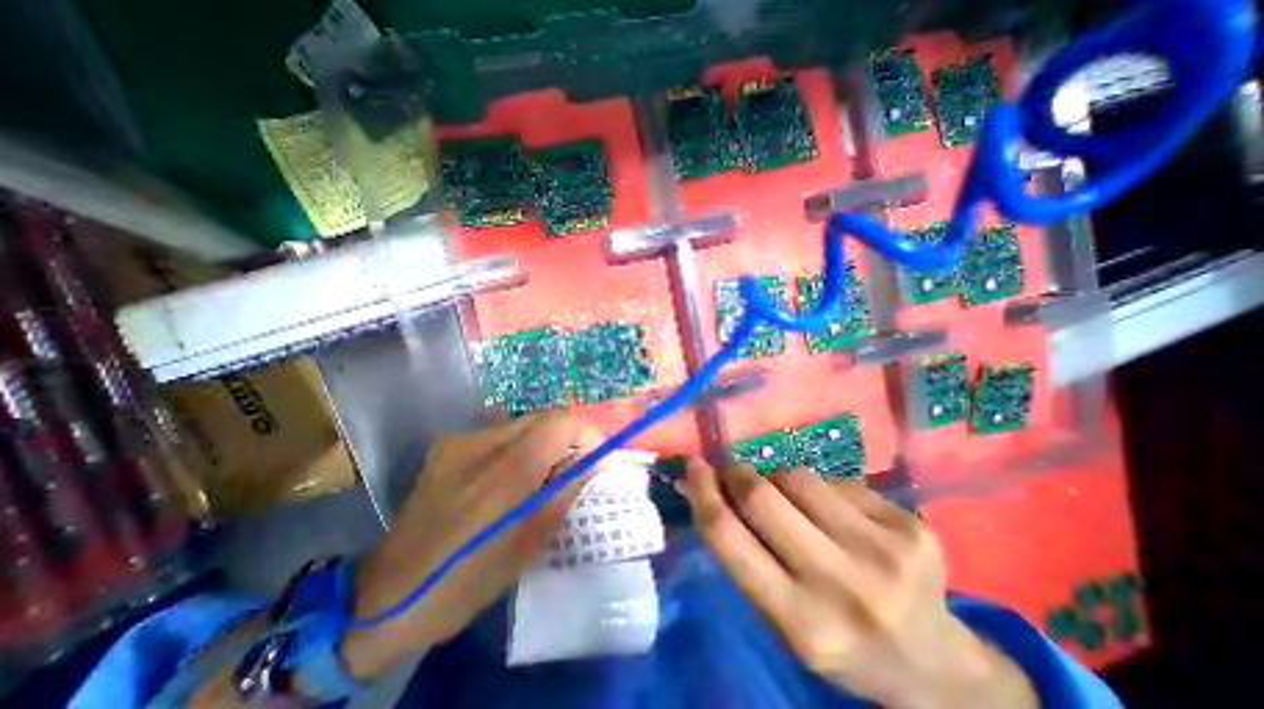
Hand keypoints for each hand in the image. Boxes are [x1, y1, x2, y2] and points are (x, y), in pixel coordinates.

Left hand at [335, 412, 593, 678]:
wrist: (388, 595)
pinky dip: (517, 445)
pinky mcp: (446, 446)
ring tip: (541, 473)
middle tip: (573, 464)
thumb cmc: (469, 578)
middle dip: (567, 434)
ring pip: (521, 422)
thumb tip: (593, 460)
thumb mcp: (531, 541)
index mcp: (507, 472)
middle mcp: (482, 443)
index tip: (595, 455)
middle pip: (543, 415)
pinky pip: (497, 433)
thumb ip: (565, 490)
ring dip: (542, 440)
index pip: (560, 422)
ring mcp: (460, 441)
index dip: (586, 432)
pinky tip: (508, 476)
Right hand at [683, 464, 1035, 708]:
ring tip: (789, 499)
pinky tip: (835, 513)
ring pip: (798, 477)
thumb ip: (742, 554)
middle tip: (731, 469)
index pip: (729, 538)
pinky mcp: (910, 526)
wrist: (935, 667)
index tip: (693, 467)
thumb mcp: (779, 617)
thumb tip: (709, 489)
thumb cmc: (838, 641)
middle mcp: (843, 586)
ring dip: (778, 479)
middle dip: (737, 473)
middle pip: (762, 496)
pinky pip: (836, 480)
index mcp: (800, 622)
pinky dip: (820, 488)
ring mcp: (884, 551)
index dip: (703, 493)